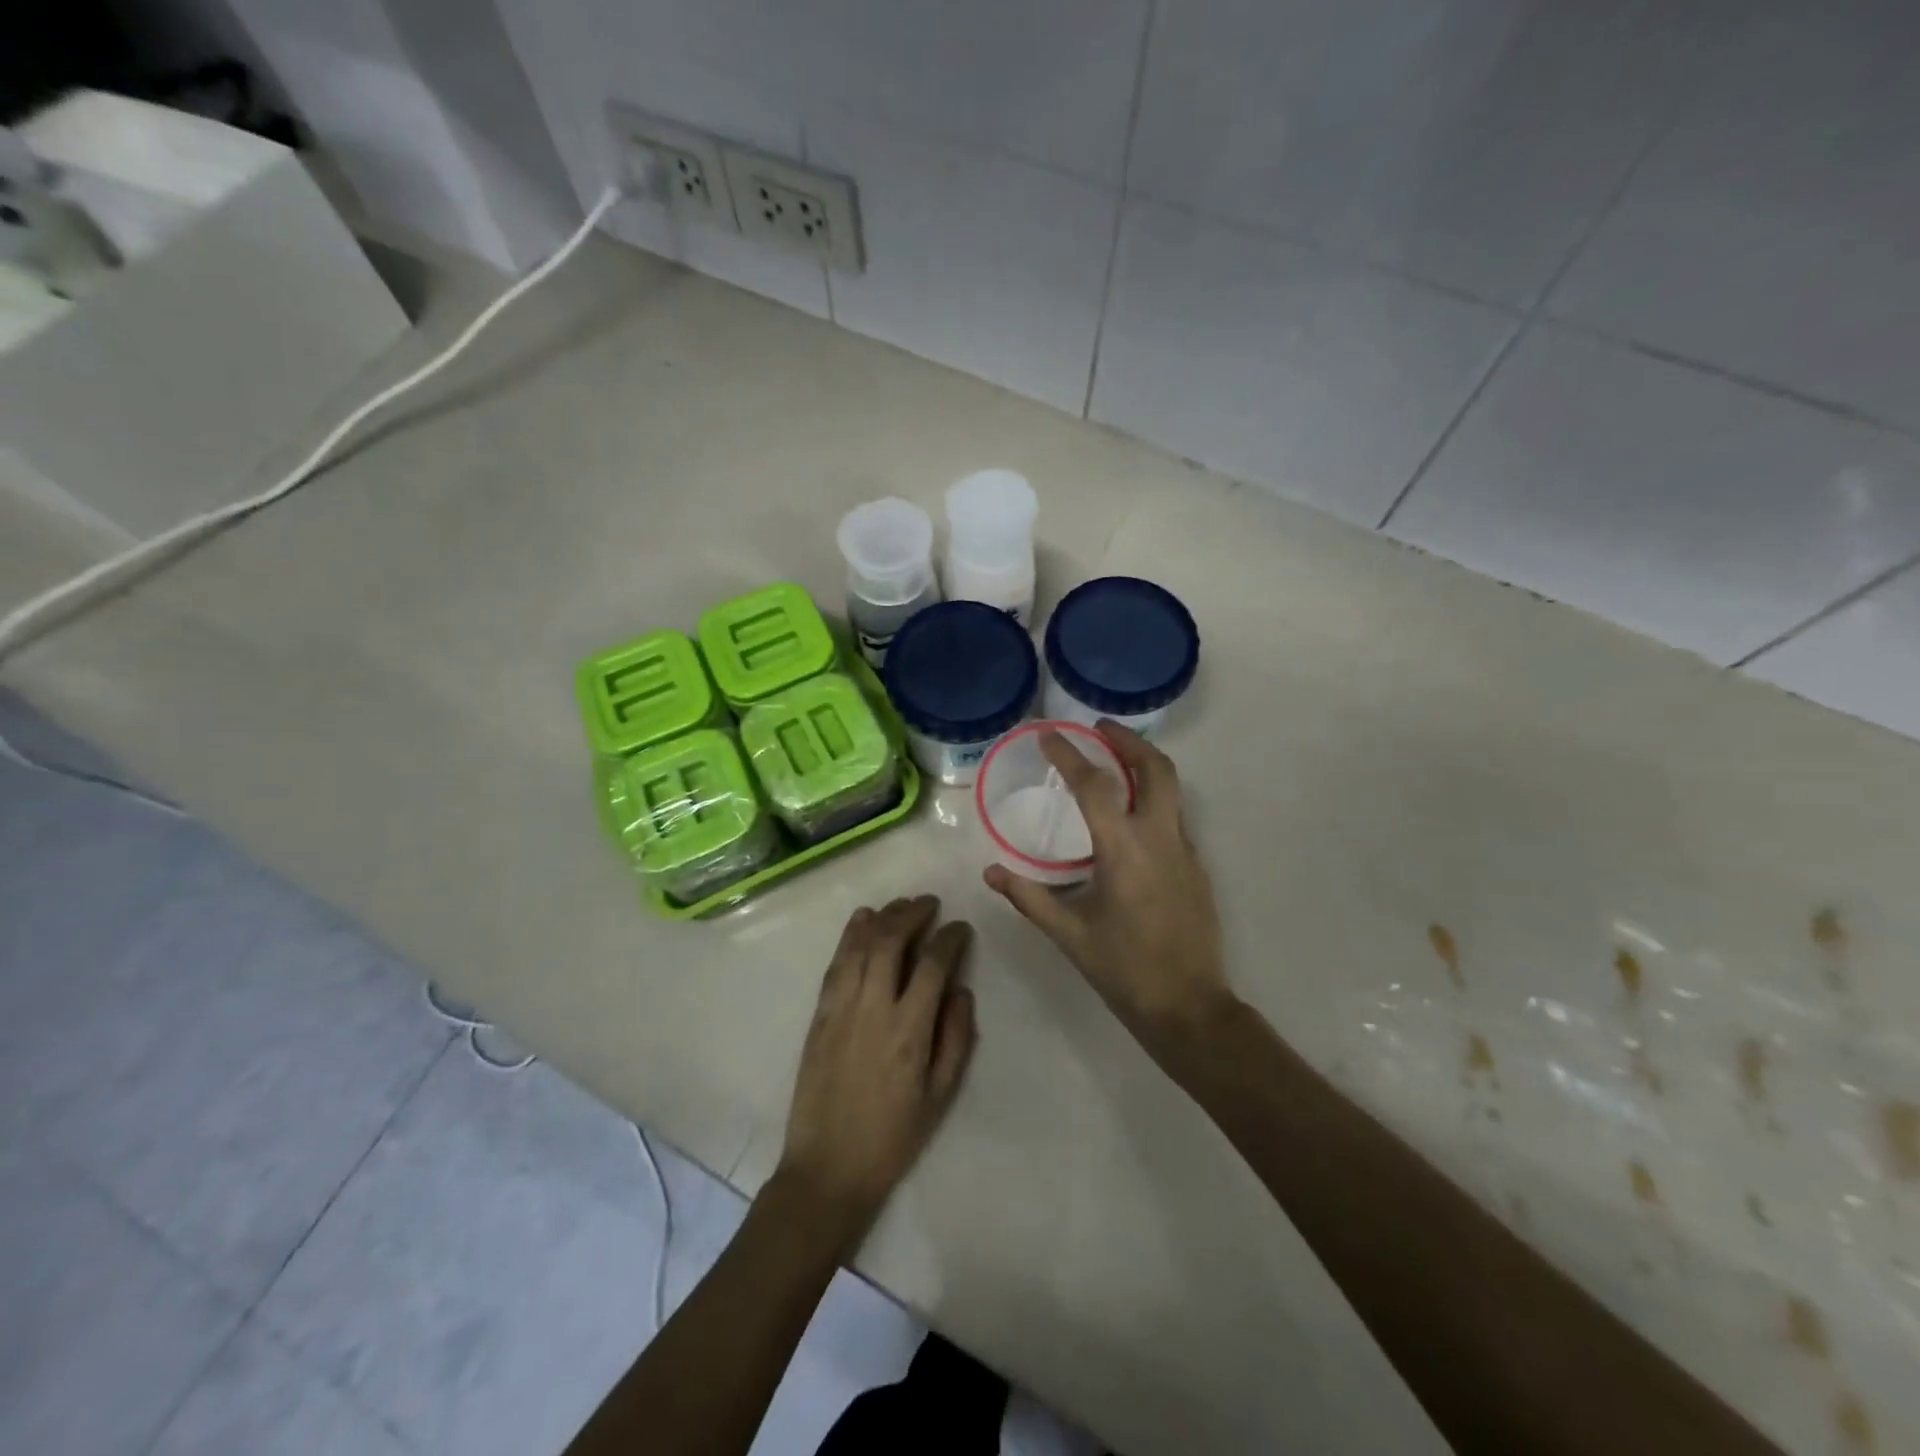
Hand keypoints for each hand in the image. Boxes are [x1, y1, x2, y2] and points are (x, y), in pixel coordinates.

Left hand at [776, 896, 977, 1247]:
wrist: (829, 1168)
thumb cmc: (893, 1136)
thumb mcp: (941, 1096)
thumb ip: (956, 1038)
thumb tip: (960, 989)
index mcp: (909, 1031)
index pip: (933, 965)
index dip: (950, 938)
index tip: (960, 928)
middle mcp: (874, 1009)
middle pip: (891, 942)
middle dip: (913, 914)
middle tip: (929, 904)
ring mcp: (841, 1009)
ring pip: (860, 946)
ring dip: (882, 918)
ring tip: (901, 904)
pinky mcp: (819, 1016)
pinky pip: (835, 965)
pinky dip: (849, 936)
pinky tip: (861, 920)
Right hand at [984, 722, 1230, 1055]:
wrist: (1189, 1006)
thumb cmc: (1124, 969)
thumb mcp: (1069, 934)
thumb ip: (1029, 897)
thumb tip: (991, 871)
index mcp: (1124, 850)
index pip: (1095, 786)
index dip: (1070, 755)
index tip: (1049, 734)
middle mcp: (1160, 838)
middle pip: (1155, 768)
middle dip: (1128, 740)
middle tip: (1100, 728)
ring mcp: (1184, 850)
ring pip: (1171, 788)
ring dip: (1144, 764)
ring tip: (1115, 758)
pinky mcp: (1196, 866)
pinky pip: (1174, 816)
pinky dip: (1152, 797)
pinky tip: (1131, 815)